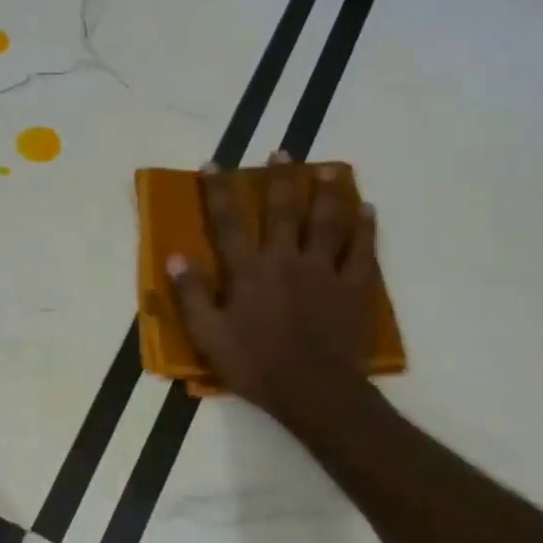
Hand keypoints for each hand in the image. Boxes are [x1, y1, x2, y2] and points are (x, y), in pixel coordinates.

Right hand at [166, 151, 377, 423]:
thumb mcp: (208, 335)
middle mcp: (286, 259)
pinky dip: (366, 227)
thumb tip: (176, 256)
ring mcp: (325, 270)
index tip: (212, 164)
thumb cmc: (255, 364)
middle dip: (280, 179)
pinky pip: (363, 249)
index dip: (218, 192)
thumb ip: (191, 295)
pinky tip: (367, 209)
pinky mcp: (355, 287)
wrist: (314, 390)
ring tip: (328, 169)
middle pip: (283, 210)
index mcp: (248, 271)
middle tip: (281, 152)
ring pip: (328, 221)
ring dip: (327, 192)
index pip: (228, 222)